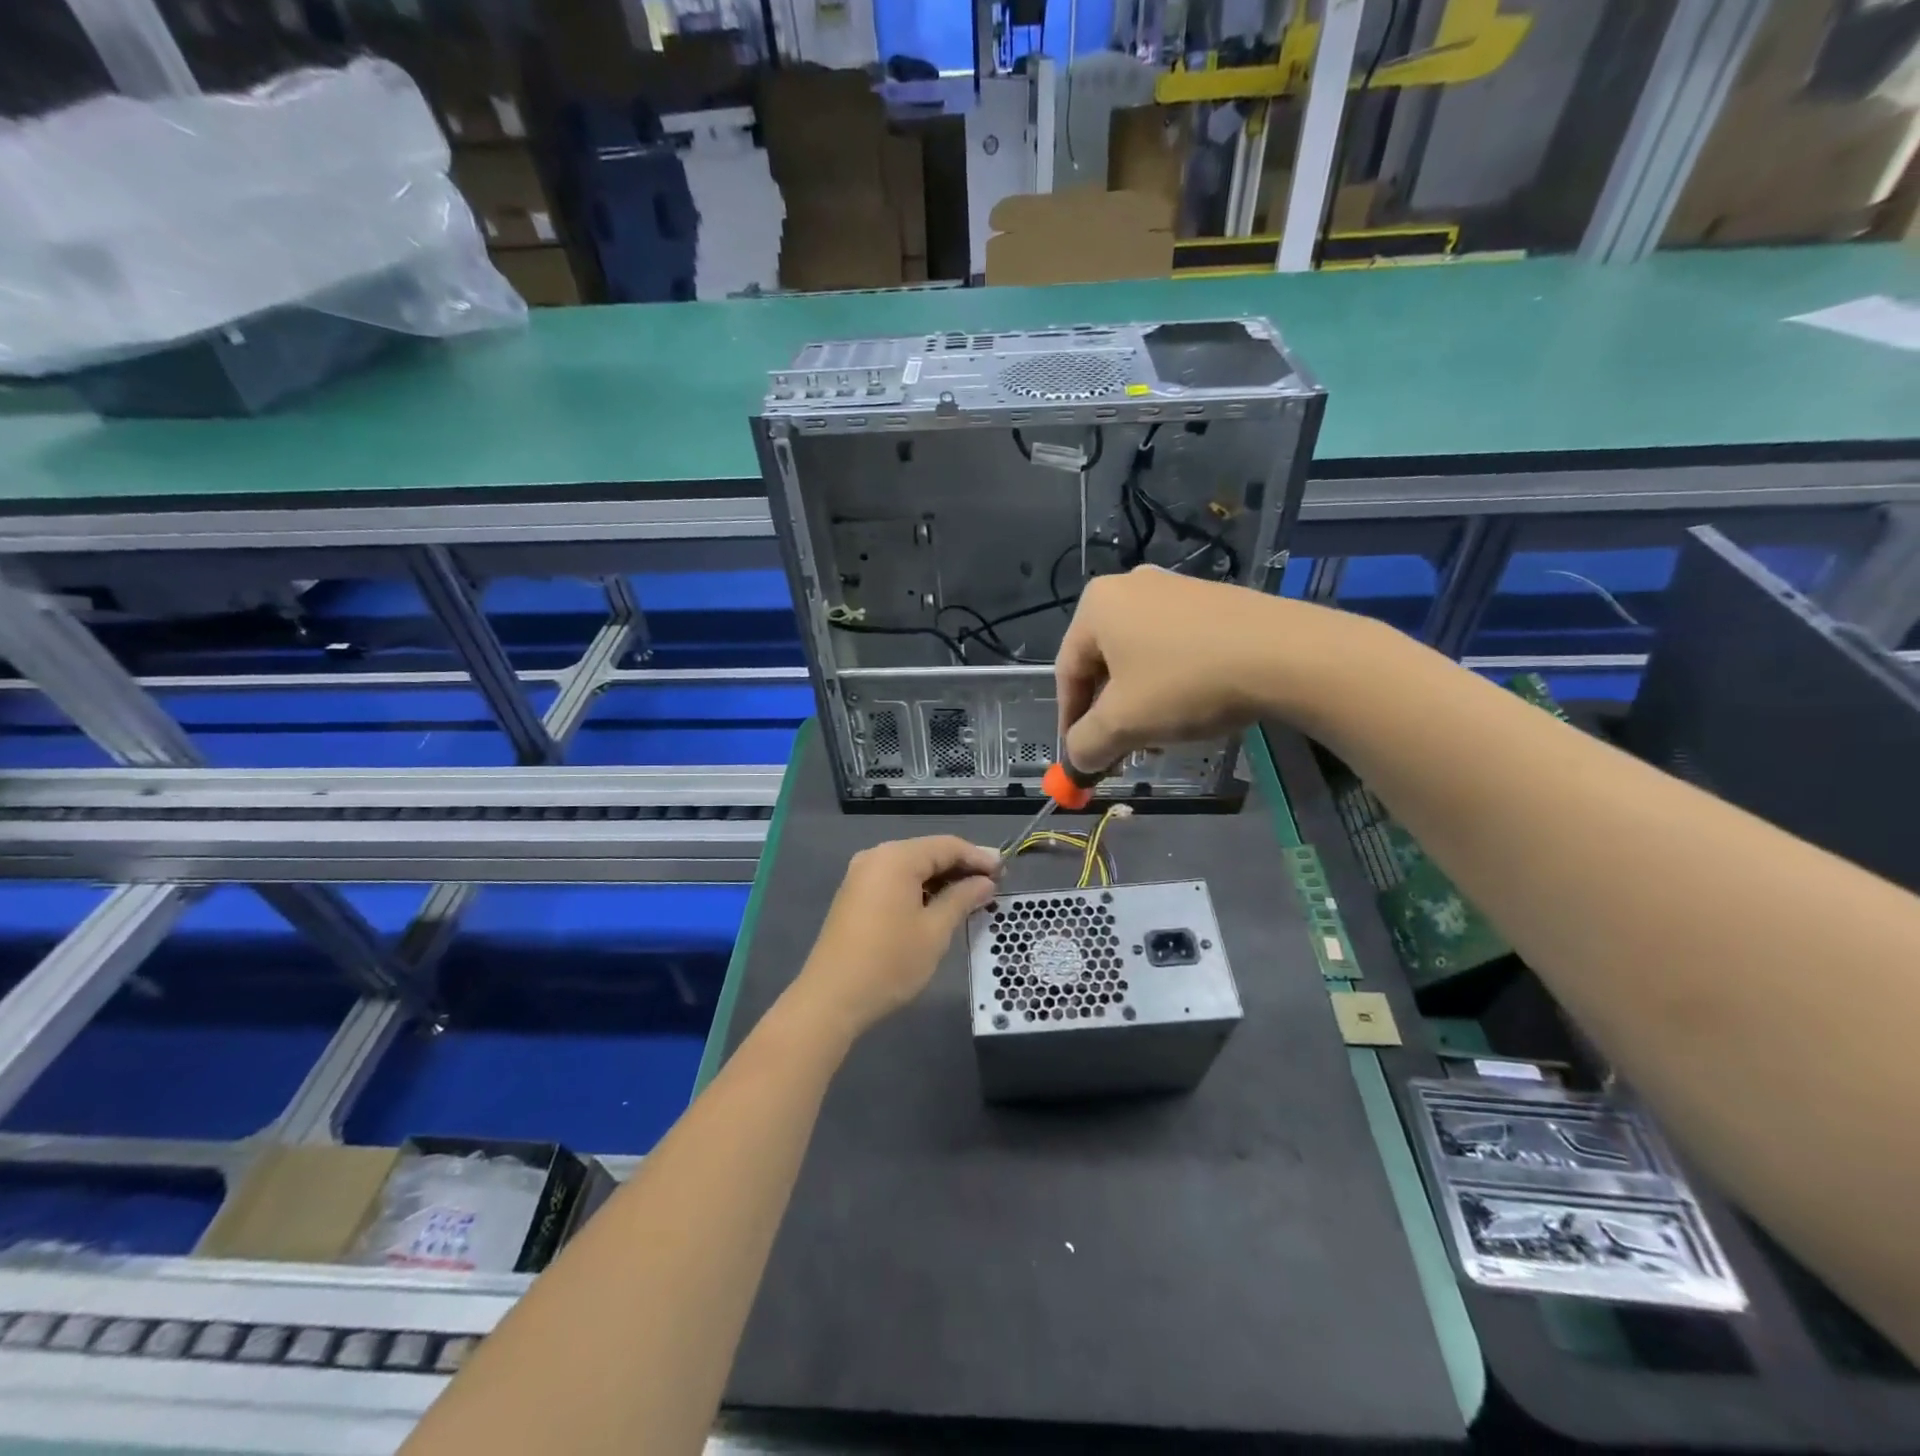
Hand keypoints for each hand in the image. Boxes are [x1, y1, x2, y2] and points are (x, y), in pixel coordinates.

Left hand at [797, 836, 1000, 1037]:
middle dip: (961, 867)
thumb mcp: (934, 931)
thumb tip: (985, 883)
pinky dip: (920, 888)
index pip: (946, 846)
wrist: (831, 998)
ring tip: (972, 897)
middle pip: (927, 852)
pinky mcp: (855, 895)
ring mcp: (861, 875)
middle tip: (993, 884)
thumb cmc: (889, 962)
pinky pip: (895, 880)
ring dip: (941, 879)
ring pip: (911, 867)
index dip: (978, 857)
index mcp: (896, 858)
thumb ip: (962, 899)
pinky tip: (939, 905)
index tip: (1005, 872)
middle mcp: (876, 857)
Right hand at [1056, 567, 1287, 770]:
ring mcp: (1175, 588)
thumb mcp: (1123, 723)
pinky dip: (1172, 681)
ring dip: (1140, 702)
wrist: (1287, 654)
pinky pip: (1175, 646)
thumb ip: (1085, 745)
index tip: (1080, 759)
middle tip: (1119, 751)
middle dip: (1109, 714)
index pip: (1066, 673)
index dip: (1069, 722)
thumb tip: (1076, 761)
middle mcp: (1130, 586)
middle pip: (1104, 664)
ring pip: (1140, 658)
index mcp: (1097, 605)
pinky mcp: (1213, 600)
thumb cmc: (1186, 683)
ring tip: (1159, 736)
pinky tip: (1192, 707)